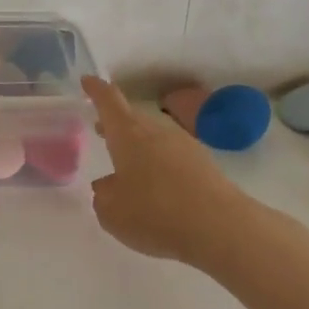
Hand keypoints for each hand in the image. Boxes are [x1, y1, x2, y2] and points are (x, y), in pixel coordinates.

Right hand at [82, 76, 248, 263]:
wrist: (220, 227)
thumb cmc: (155, 213)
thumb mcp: (112, 212)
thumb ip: (104, 195)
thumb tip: (108, 185)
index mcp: (128, 135)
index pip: (109, 101)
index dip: (96, 90)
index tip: (87, 81)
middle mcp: (156, 131)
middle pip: (133, 117)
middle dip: (115, 122)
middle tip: (101, 129)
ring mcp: (184, 145)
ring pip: (154, 136)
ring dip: (138, 144)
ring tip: (127, 162)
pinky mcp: (204, 164)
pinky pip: (173, 155)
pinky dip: (159, 163)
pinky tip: (157, 186)